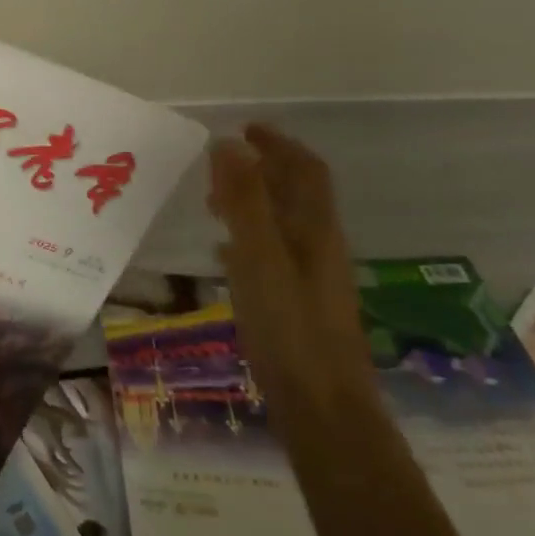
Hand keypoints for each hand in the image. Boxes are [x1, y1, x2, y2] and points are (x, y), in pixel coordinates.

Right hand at [207, 124, 372, 406]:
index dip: (278, 144)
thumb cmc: (288, 327)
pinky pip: (272, 253)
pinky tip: (224, 255)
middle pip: (297, 195)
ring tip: (212, 204)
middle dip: (262, 171)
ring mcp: (312, 278)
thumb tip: (230, 143)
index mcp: (315, 230)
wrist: (322, 407)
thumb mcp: (259, 257)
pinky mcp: (298, 303)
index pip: (305, 171)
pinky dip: (247, 238)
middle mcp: (319, 247)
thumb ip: (245, 201)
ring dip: (252, 203)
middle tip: (218, 166)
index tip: (245, 128)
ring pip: (283, 224)